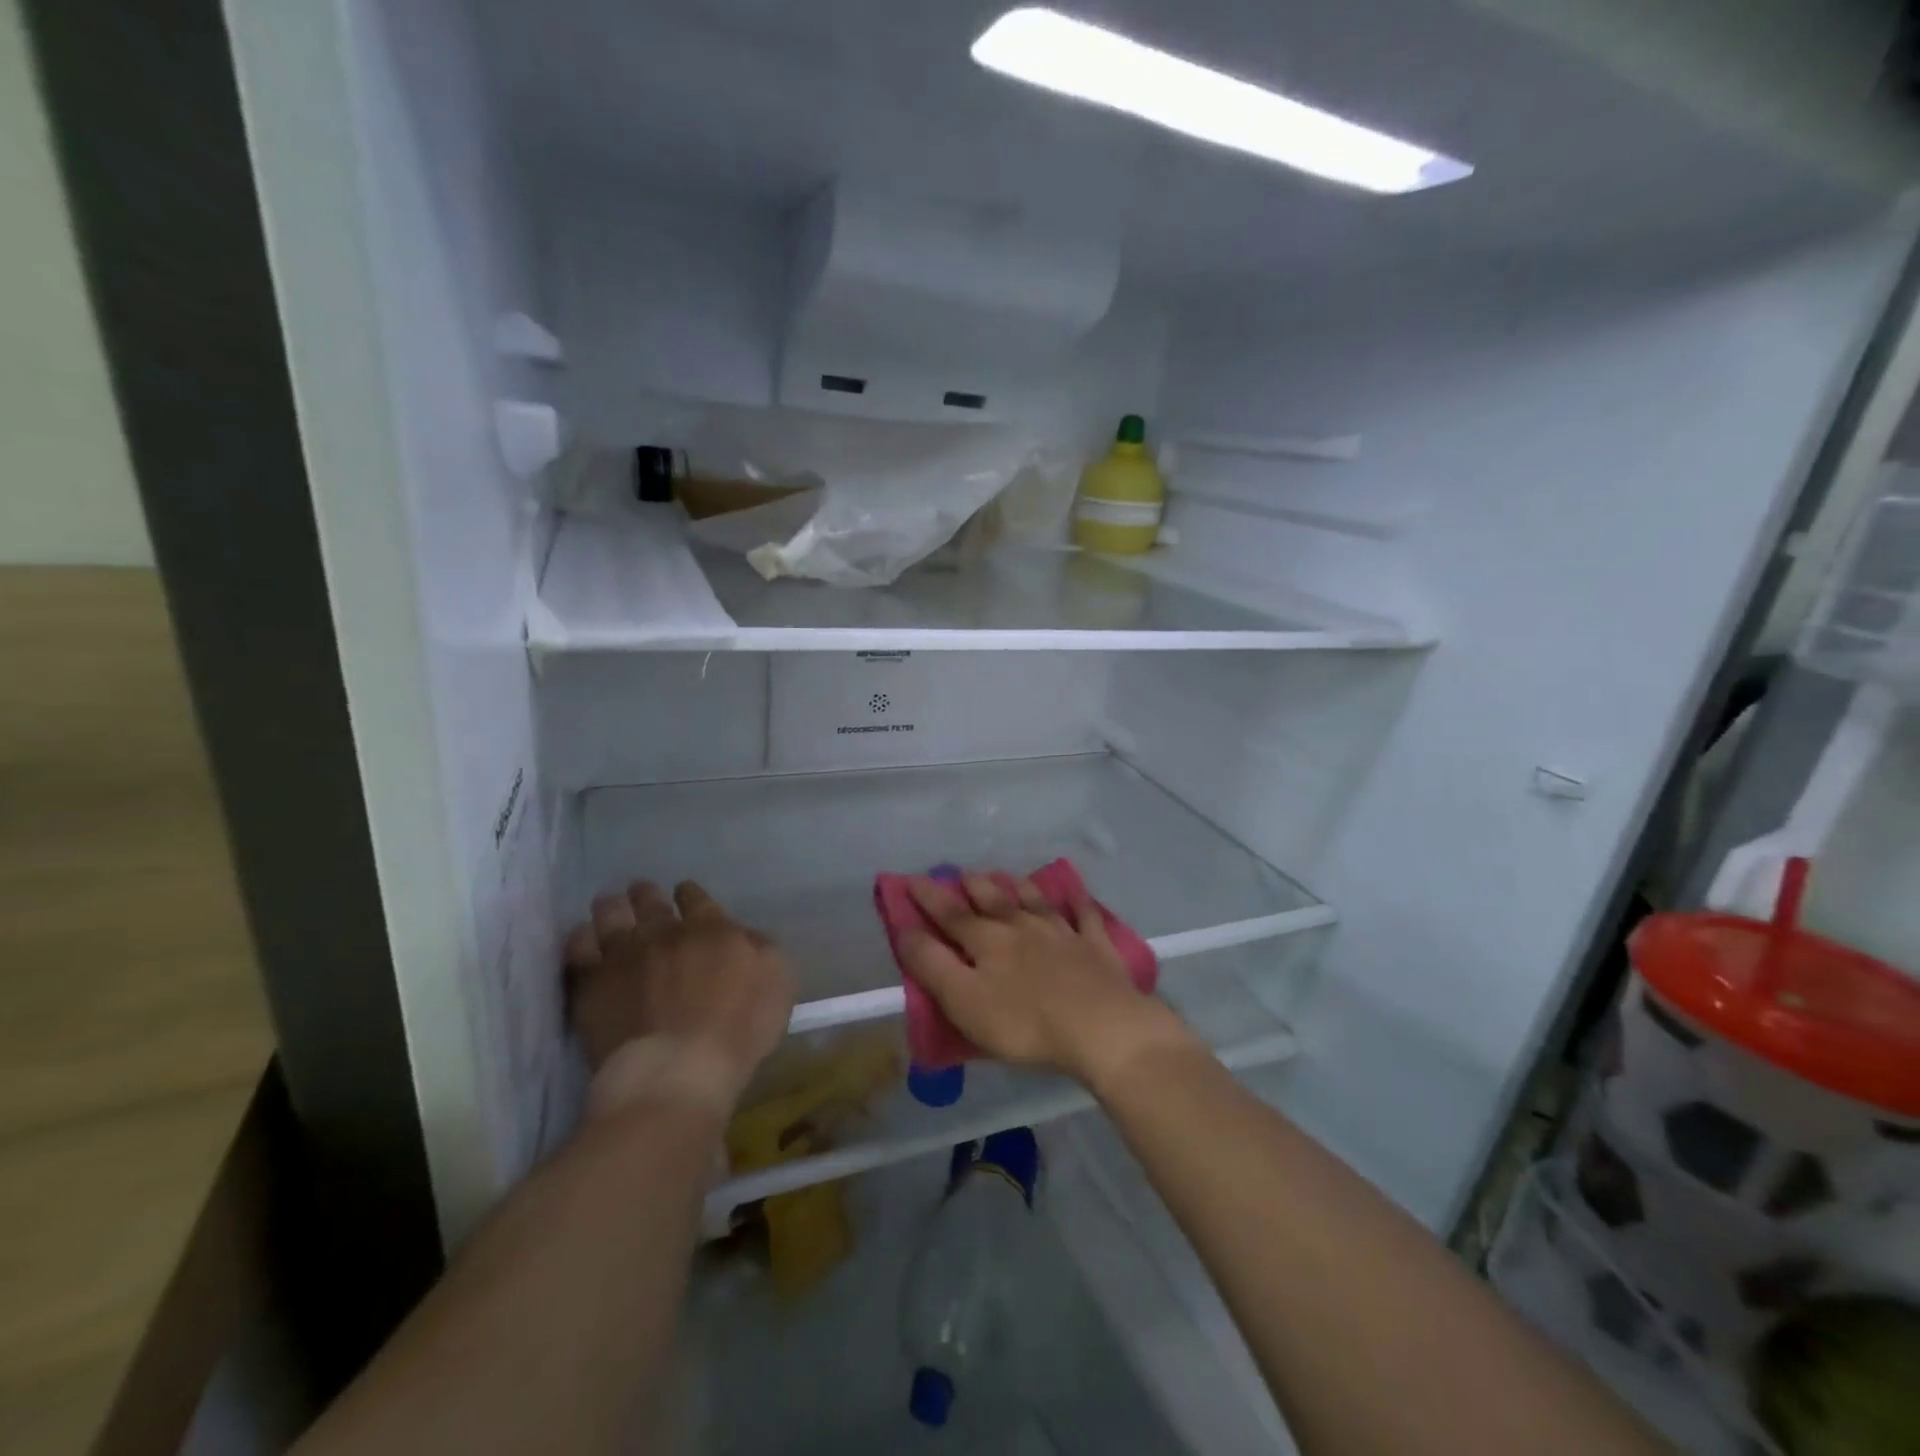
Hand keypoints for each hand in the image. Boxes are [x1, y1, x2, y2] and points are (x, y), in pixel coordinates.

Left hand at [565, 881, 793, 1116]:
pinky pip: (578, 948)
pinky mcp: (591, 983)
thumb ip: (762, 948)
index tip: (685, 893)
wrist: (677, 1069)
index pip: (697, 899)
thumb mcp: (778, 980)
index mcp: (712, 928)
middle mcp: (665, 932)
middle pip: (651, 902)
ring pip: (612, 915)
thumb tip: (745, 935)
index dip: (690, 894)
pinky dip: (582, 938)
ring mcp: (623, 955)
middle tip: (642, 892)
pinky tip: (584, 937)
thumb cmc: (739, 1028)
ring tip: (610, 904)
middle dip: (647, 895)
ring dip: (613, 907)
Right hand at [899, 873, 1193, 1087]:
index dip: (928, 897)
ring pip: (1036, 901)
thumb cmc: (1025, 1023)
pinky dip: (1078, 903)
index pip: (950, 913)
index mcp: (987, 941)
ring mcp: (1063, 933)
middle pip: (994, 899)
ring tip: (1009, 876)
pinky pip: (1085, 916)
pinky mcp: (1096, 947)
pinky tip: (1076, 894)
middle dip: (974, 885)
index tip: (910, 880)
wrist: (1102, 1027)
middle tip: (962, 874)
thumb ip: (932, 965)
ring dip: (1019, 886)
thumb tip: (905, 930)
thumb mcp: (964, 1000)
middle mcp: (1023, 926)